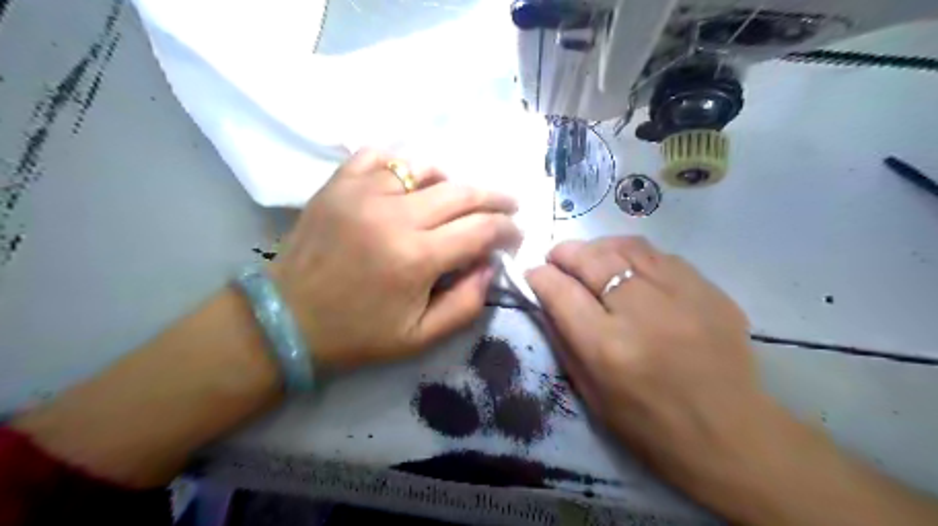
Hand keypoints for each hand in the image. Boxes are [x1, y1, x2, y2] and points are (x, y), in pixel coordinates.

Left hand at [272, 149, 523, 369]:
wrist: (287, 319)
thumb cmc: (357, 333)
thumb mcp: (420, 337)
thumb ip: (467, 304)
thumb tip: (490, 264)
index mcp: (416, 258)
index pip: (482, 229)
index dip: (508, 230)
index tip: (515, 236)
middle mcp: (394, 215)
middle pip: (463, 192)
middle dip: (496, 198)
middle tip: (509, 206)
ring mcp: (363, 192)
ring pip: (427, 168)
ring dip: (452, 183)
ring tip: (457, 201)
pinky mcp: (339, 183)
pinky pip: (382, 156)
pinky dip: (404, 166)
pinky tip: (410, 184)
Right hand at [527, 239, 777, 512]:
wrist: (731, 436)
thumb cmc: (649, 426)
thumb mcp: (591, 394)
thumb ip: (564, 341)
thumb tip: (547, 299)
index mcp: (607, 348)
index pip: (561, 293)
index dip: (540, 276)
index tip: (533, 273)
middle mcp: (642, 313)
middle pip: (592, 261)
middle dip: (564, 253)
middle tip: (556, 257)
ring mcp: (681, 297)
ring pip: (626, 248)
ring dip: (598, 247)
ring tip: (589, 256)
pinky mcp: (709, 292)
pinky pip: (661, 255)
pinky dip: (634, 254)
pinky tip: (628, 264)